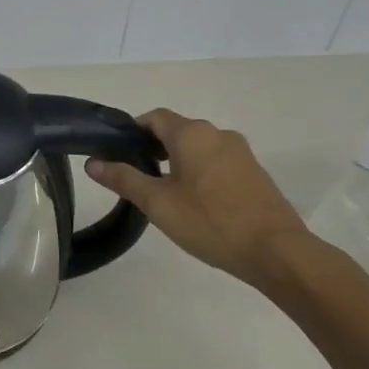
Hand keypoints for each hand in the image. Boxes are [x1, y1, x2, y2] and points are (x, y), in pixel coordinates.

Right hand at [85, 109, 306, 288]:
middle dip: (154, 148)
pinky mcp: (255, 173)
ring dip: (178, 162)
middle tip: (136, 178)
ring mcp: (241, 153)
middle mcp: (218, 134)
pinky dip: (200, 173)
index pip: (154, 117)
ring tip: (164, 193)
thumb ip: (124, 179)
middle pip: (177, 131)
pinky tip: (195, 203)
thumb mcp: (157, 203)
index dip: (133, 130)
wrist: (276, 251)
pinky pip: (218, 163)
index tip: (118, 153)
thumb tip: (92, 162)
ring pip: (199, 148)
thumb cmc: (210, 222)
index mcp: (192, 134)